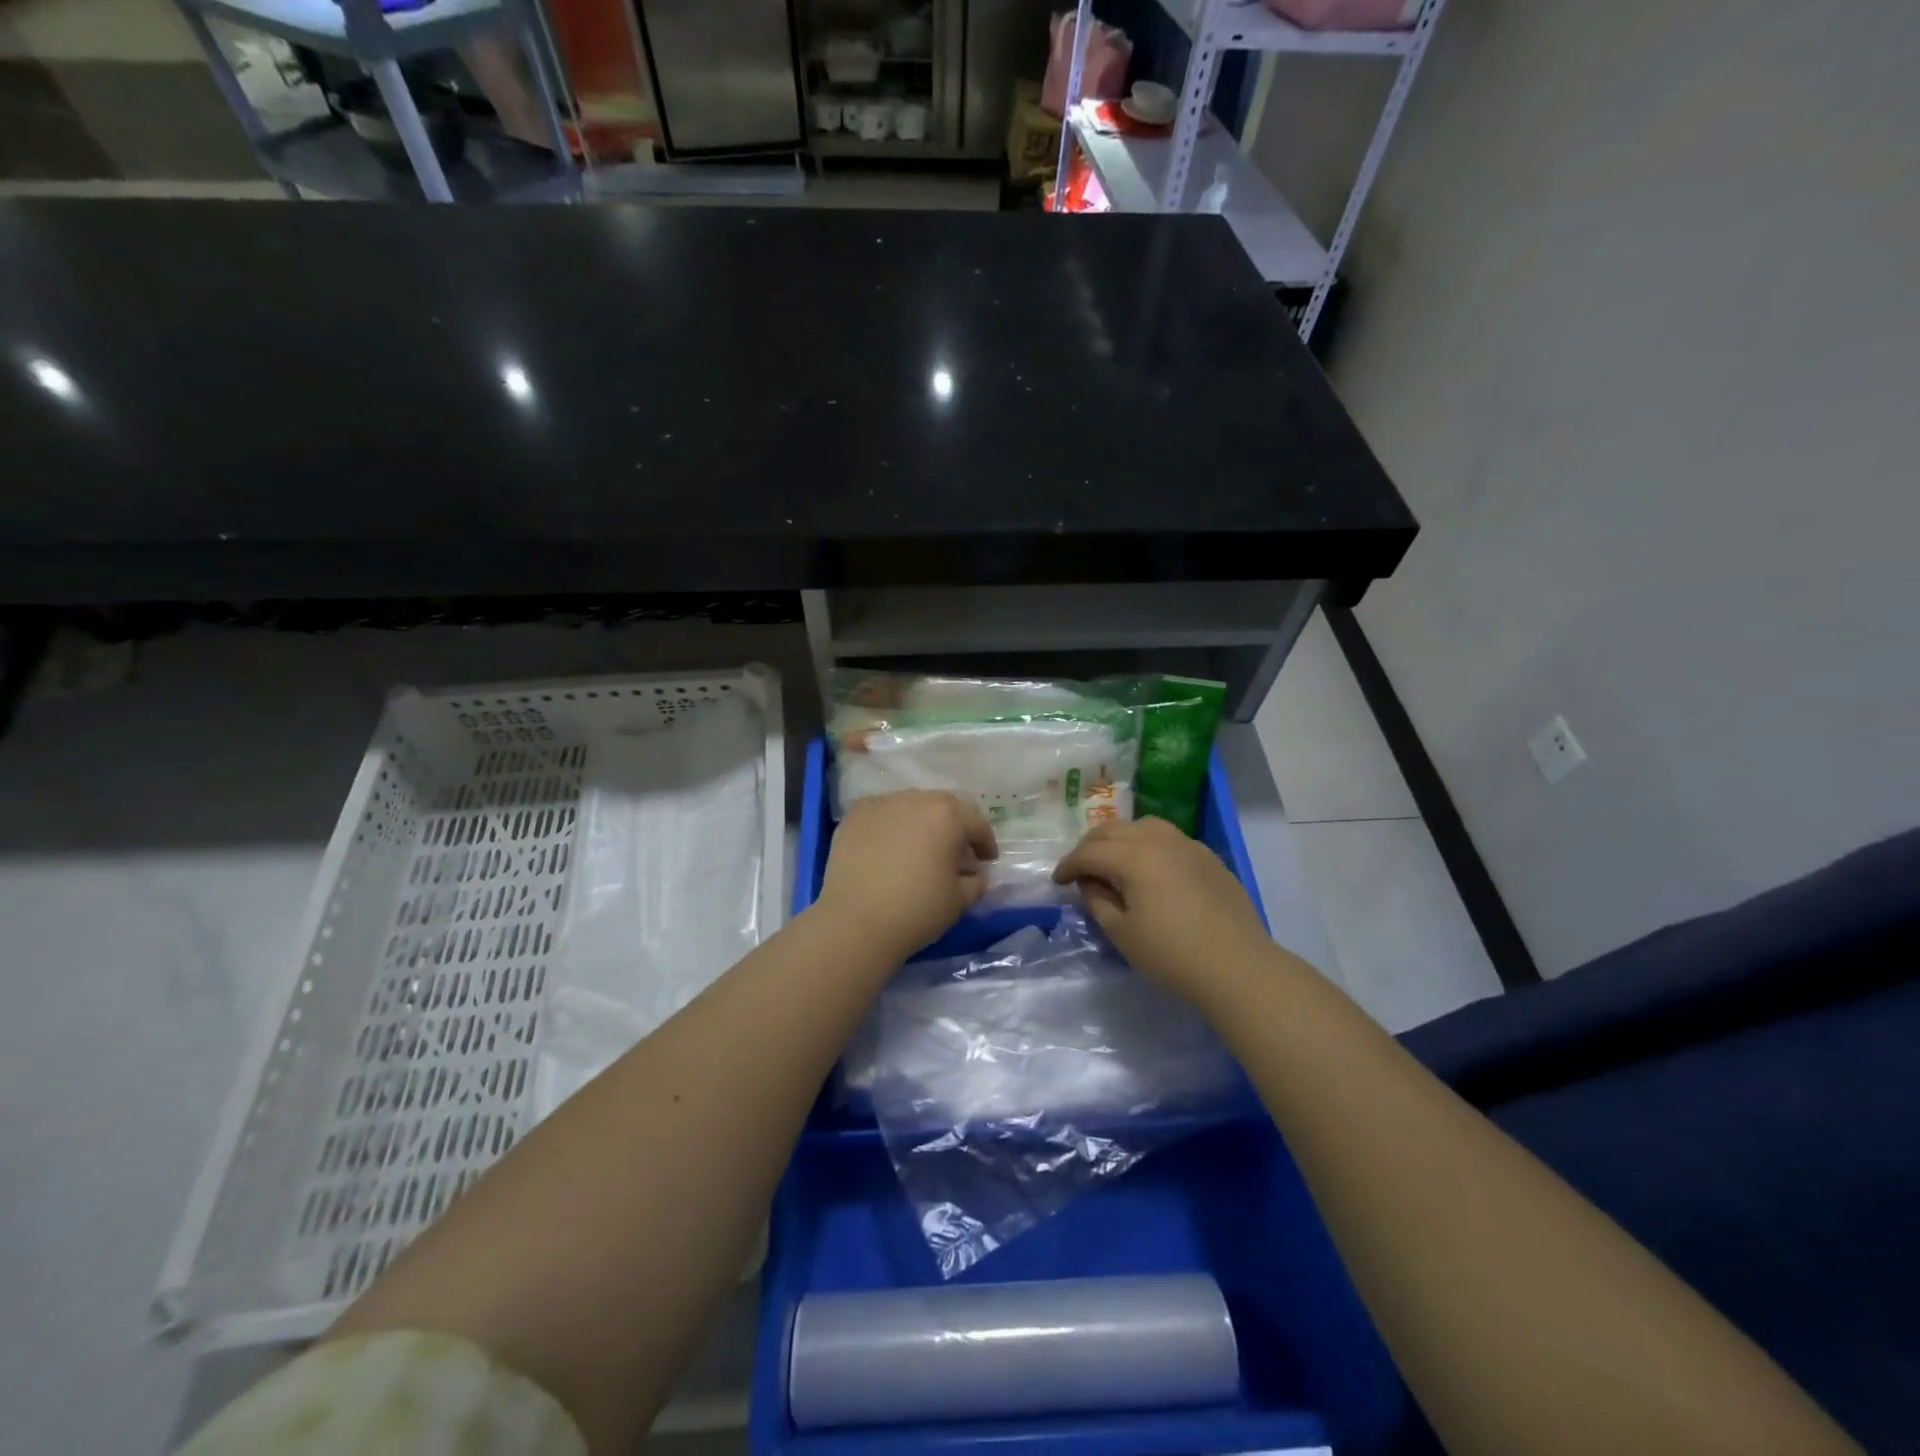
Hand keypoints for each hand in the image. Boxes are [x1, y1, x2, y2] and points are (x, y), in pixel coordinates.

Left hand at [817, 791, 997, 958]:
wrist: (855, 922)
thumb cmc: (917, 909)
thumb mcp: (959, 900)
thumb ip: (976, 881)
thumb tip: (976, 874)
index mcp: (948, 814)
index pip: (976, 822)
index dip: (985, 842)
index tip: (986, 860)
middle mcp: (915, 799)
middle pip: (942, 807)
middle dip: (953, 827)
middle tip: (956, 852)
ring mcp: (881, 804)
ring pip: (910, 806)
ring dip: (921, 823)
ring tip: (920, 848)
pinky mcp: (854, 816)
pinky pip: (882, 815)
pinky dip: (891, 826)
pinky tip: (889, 848)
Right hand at [1053, 817, 1275, 1006]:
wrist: (1237, 966)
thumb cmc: (1172, 955)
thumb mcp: (1122, 934)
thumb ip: (1098, 902)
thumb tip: (1091, 883)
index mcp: (1134, 858)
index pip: (1089, 852)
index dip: (1068, 865)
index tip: (1057, 882)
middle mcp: (1159, 841)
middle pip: (1113, 830)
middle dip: (1089, 846)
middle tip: (1079, 868)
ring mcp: (1187, 845)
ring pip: (1143, 826)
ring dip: (1120, 838)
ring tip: (1113, 860)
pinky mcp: (1208, 857)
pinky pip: (1168, 837)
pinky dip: (1147, 843)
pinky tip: (1149, 867)